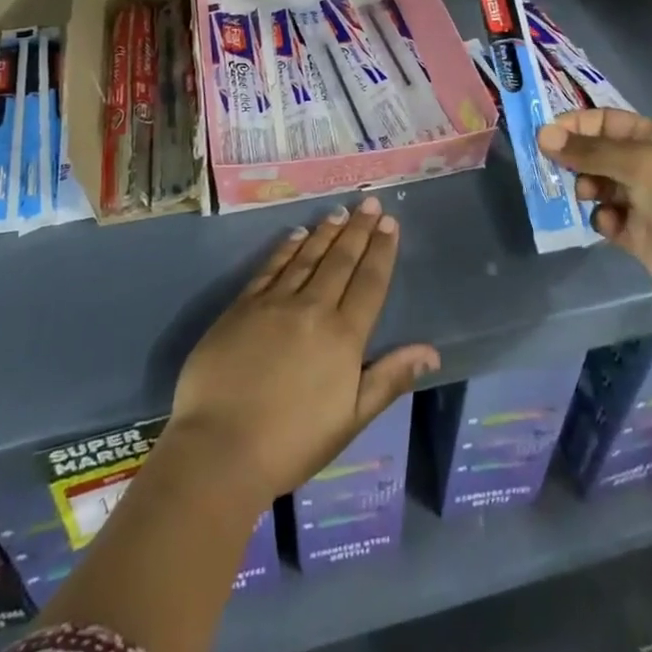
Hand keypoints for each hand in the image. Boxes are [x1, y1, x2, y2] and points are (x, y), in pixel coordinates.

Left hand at [166, 197, 439, 508]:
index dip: (381, 250)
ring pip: (307, 257)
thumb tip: (430, 351)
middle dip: (358, 230)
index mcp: (343, 336)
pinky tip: (296, 234)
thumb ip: (389, 378)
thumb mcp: (351, 419)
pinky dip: (287, 248)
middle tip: (370, 203)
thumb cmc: (292, 443)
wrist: (220, 448)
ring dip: (326, 232)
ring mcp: (275, 303)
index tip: (390, 222)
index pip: (370, 282)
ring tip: (340, 212)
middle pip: (341, 260)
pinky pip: (271, 267)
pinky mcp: (243, 305)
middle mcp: (313, 308)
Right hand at [537, 108, 651, 294]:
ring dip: (587, 188)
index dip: (576, 125)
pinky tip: (610, 224)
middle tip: (556, 168)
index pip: (606, 121)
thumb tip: (542, 135)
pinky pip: (607, 218)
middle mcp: (648, 165)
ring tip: (586, 195)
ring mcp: (643, 200)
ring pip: (598, 186)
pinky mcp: (637, 233)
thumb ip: (588, 150)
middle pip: (598, 154)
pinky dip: (603, 219)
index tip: (546, 136)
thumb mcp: (637, 162)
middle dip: (577, 160)